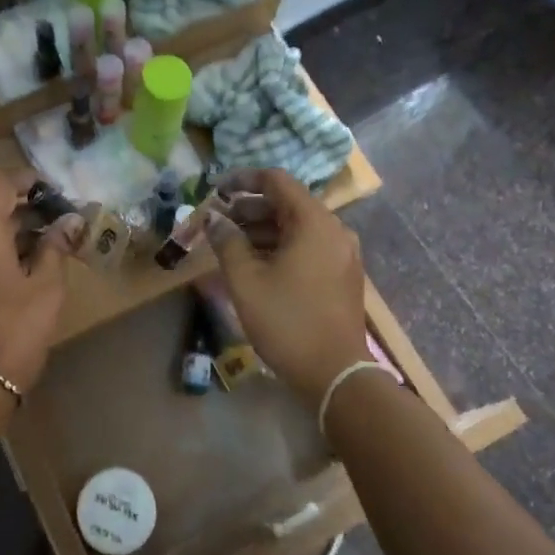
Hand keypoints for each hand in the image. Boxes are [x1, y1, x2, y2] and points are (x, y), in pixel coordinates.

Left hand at [0, 170, 78, 400]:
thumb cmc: (16, 329)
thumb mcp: (46, 287)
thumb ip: (56, 247)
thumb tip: (69, 221)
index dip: (25, 178)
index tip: (52, 187)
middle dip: (28, 210)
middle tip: (63, 221)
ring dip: (17, 234)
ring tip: (53, 247)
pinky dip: (4, 253)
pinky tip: (30, 269)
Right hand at [208, 169, 368, 406]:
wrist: (336, 374)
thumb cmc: (287, 322)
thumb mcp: (246, 281)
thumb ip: (227, 242)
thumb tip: (213, 218)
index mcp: (314, 222)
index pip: (276, 180)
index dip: (242, 180)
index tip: (215, 191)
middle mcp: (334, 229)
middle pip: (287, 203)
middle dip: (249, 208)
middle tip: (216, 222)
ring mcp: (342, 253)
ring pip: (297, 226)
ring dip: (262, 229)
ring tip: (229, 244)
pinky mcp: (342, 274)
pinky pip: (308, 246)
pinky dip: (280, 246)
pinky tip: (255, 264)